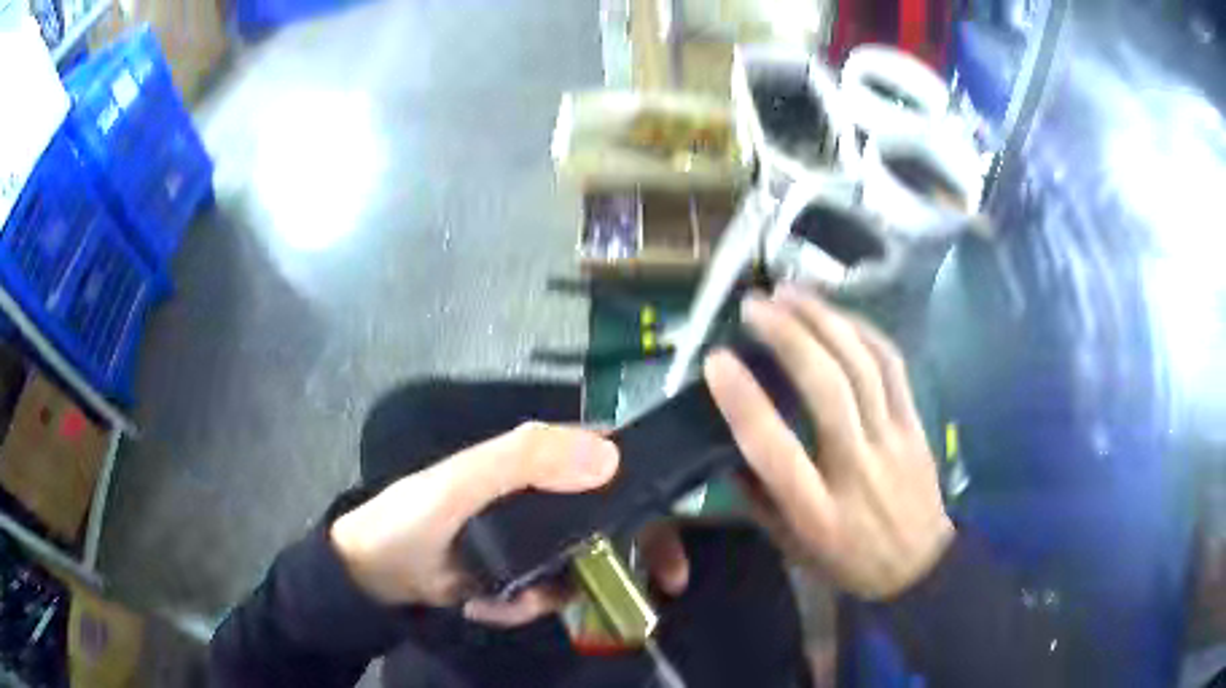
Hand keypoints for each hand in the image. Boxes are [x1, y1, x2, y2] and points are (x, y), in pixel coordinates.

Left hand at [329, 423, 690, 626]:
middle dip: (634, 554)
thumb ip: (522, 462)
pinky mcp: (522, 573)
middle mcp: (543, 495)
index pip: (609, 457)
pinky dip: (525, 608)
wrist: (373, 576)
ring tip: (500, 602)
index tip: (676, 525)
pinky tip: (485, 605)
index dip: (649, 482)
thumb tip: (611, 457)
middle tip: (664, 589)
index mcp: (533, 460)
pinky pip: (551, 594)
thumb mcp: (458, 486)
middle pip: (613, 517)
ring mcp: (534, 538)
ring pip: (583, 563)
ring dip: (555, 592)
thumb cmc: (410, 520)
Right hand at [704, 286, 952, 599]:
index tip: (717, 359)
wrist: (918, 567)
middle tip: (756, 305)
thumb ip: (756, 497)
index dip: (744, 400)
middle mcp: (858, 470)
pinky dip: (863, 331)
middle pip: (828, 391)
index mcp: (817, 511)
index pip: (775, 450)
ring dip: (825, 320)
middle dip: (789, 337)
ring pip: (863, 367)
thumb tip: (727, 444)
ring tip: (791, 292)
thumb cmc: (846, 561)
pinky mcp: (916, 424)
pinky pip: (892, 366)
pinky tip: (837, 313)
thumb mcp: (790, 545)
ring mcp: (893, 442)